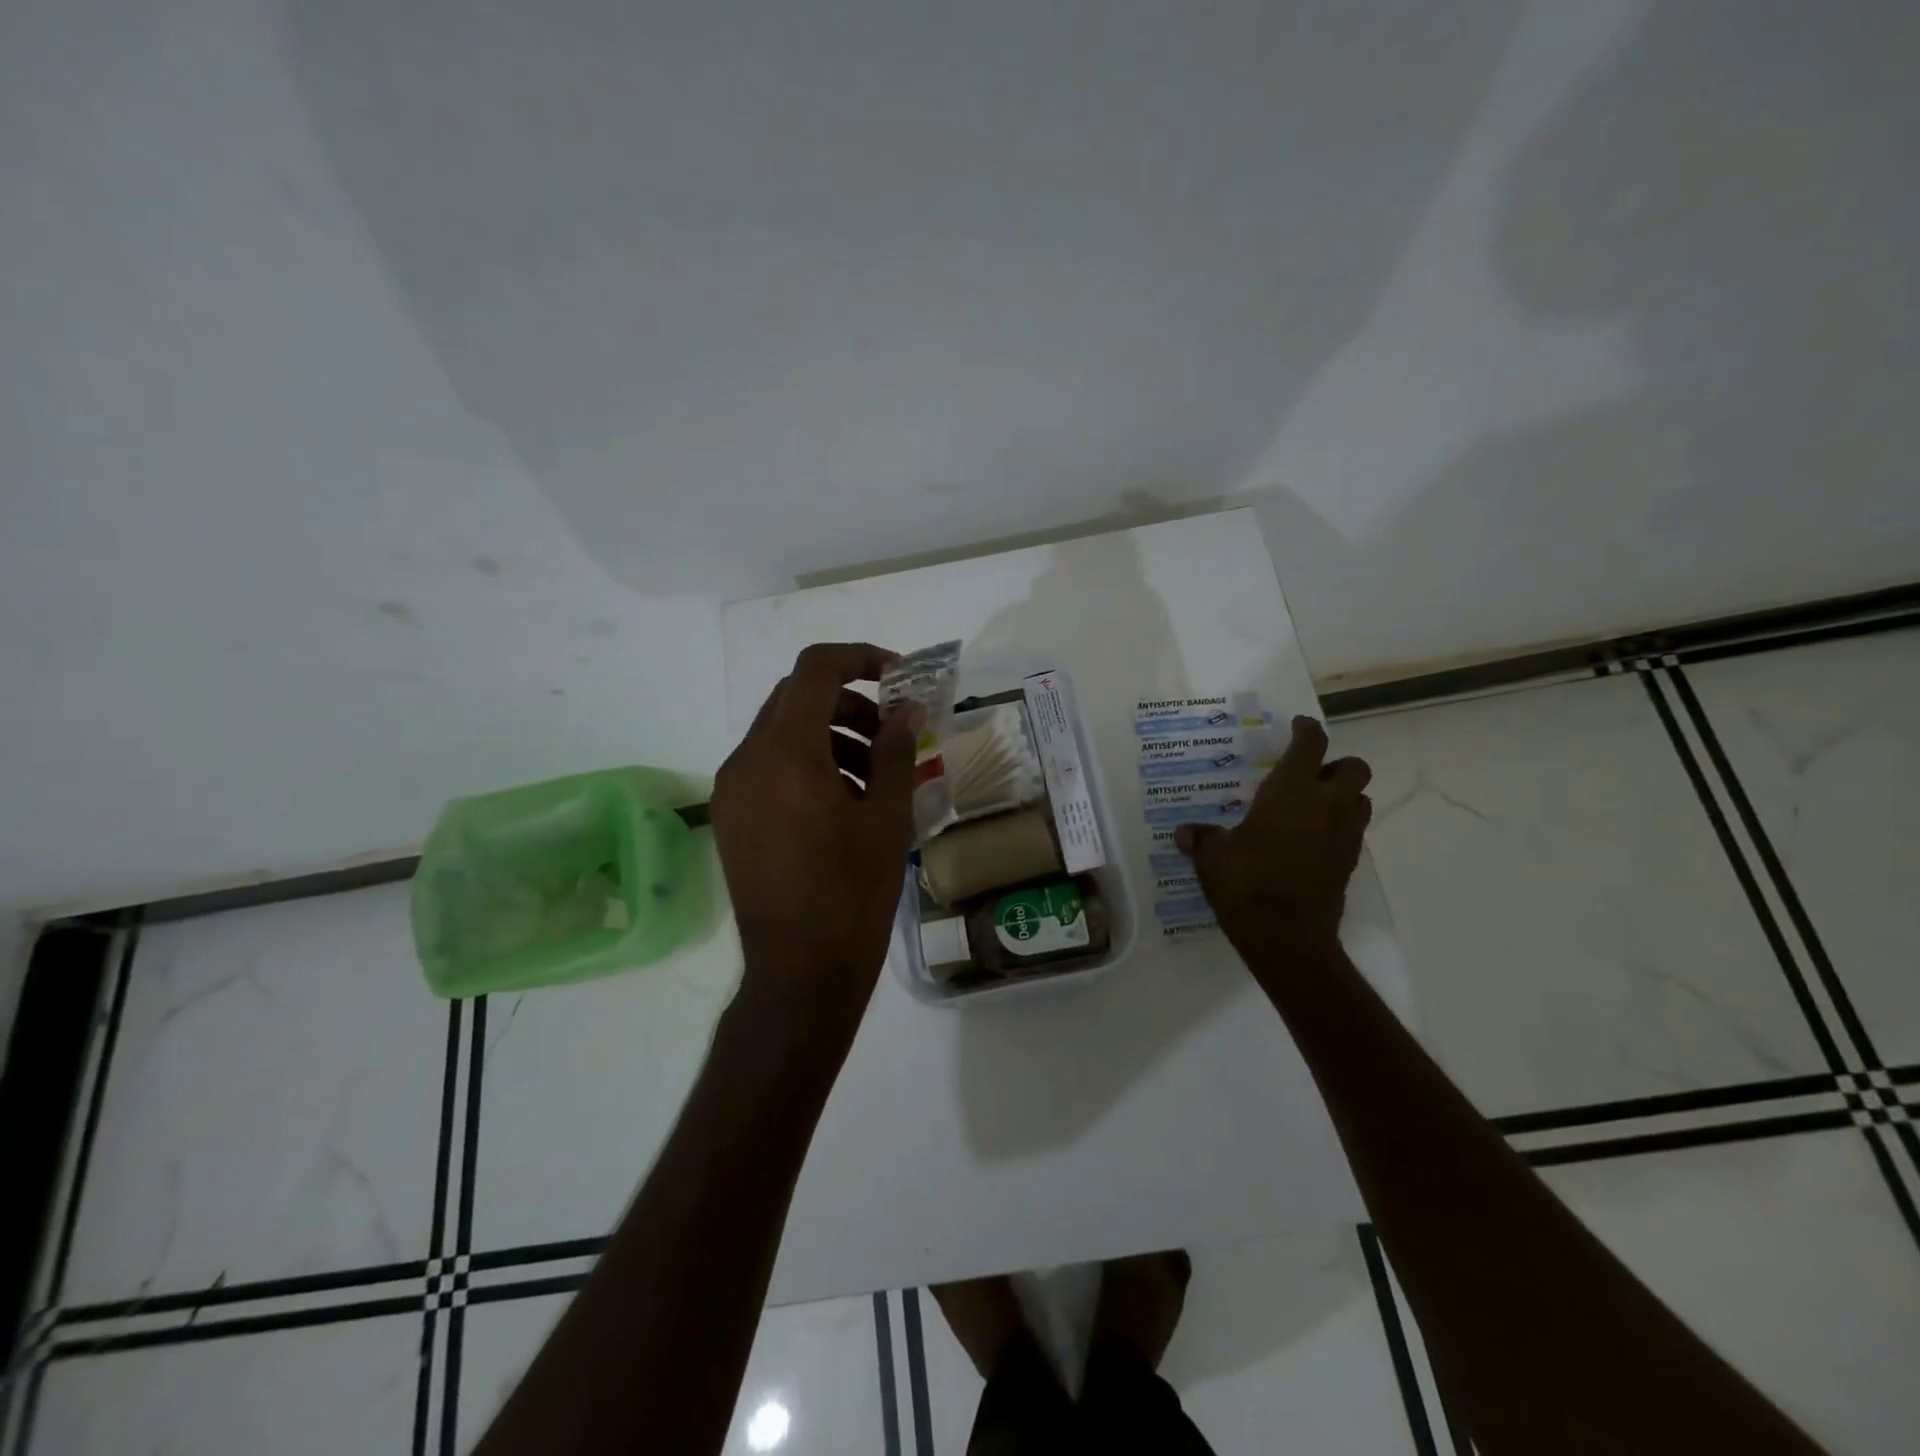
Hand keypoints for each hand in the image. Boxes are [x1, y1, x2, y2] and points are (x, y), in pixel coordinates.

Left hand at [712, 643, 917, 1022]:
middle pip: (795, 699)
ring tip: (874, 774)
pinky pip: (768, 767)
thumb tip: (906, 707)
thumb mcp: (887, 816)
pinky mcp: (730, 818)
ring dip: (828, 735)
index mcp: (785, 752)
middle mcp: (746, 760)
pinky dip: (805, 764)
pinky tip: (841, 802)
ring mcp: (731, 791)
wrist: (800, 971)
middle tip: (891, 731)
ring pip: (780, 733)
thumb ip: (896, 749)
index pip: (815, 670)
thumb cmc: (853, 891)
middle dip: (848, 702)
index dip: (860, 658)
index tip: (898, 675)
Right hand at [1175, 716, 1371, 964]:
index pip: (1310, 745)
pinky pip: (1353, 832)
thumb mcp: (1212, 858)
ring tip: (1313, 806)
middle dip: (1337, 764)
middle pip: (1355, 768)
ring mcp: (1343, 836)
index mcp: (1290, 792)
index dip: (1306, 730)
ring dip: (1344, 796)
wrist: (1287, 939)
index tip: (1297, 726)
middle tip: (1309, 773)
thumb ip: (1201, 838)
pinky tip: (1311, 841)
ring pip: (1361, 800)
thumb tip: (1184, 832)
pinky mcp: (1348, 865)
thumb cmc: (1246, 885)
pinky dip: (1339, 827)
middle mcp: (1325, 807)